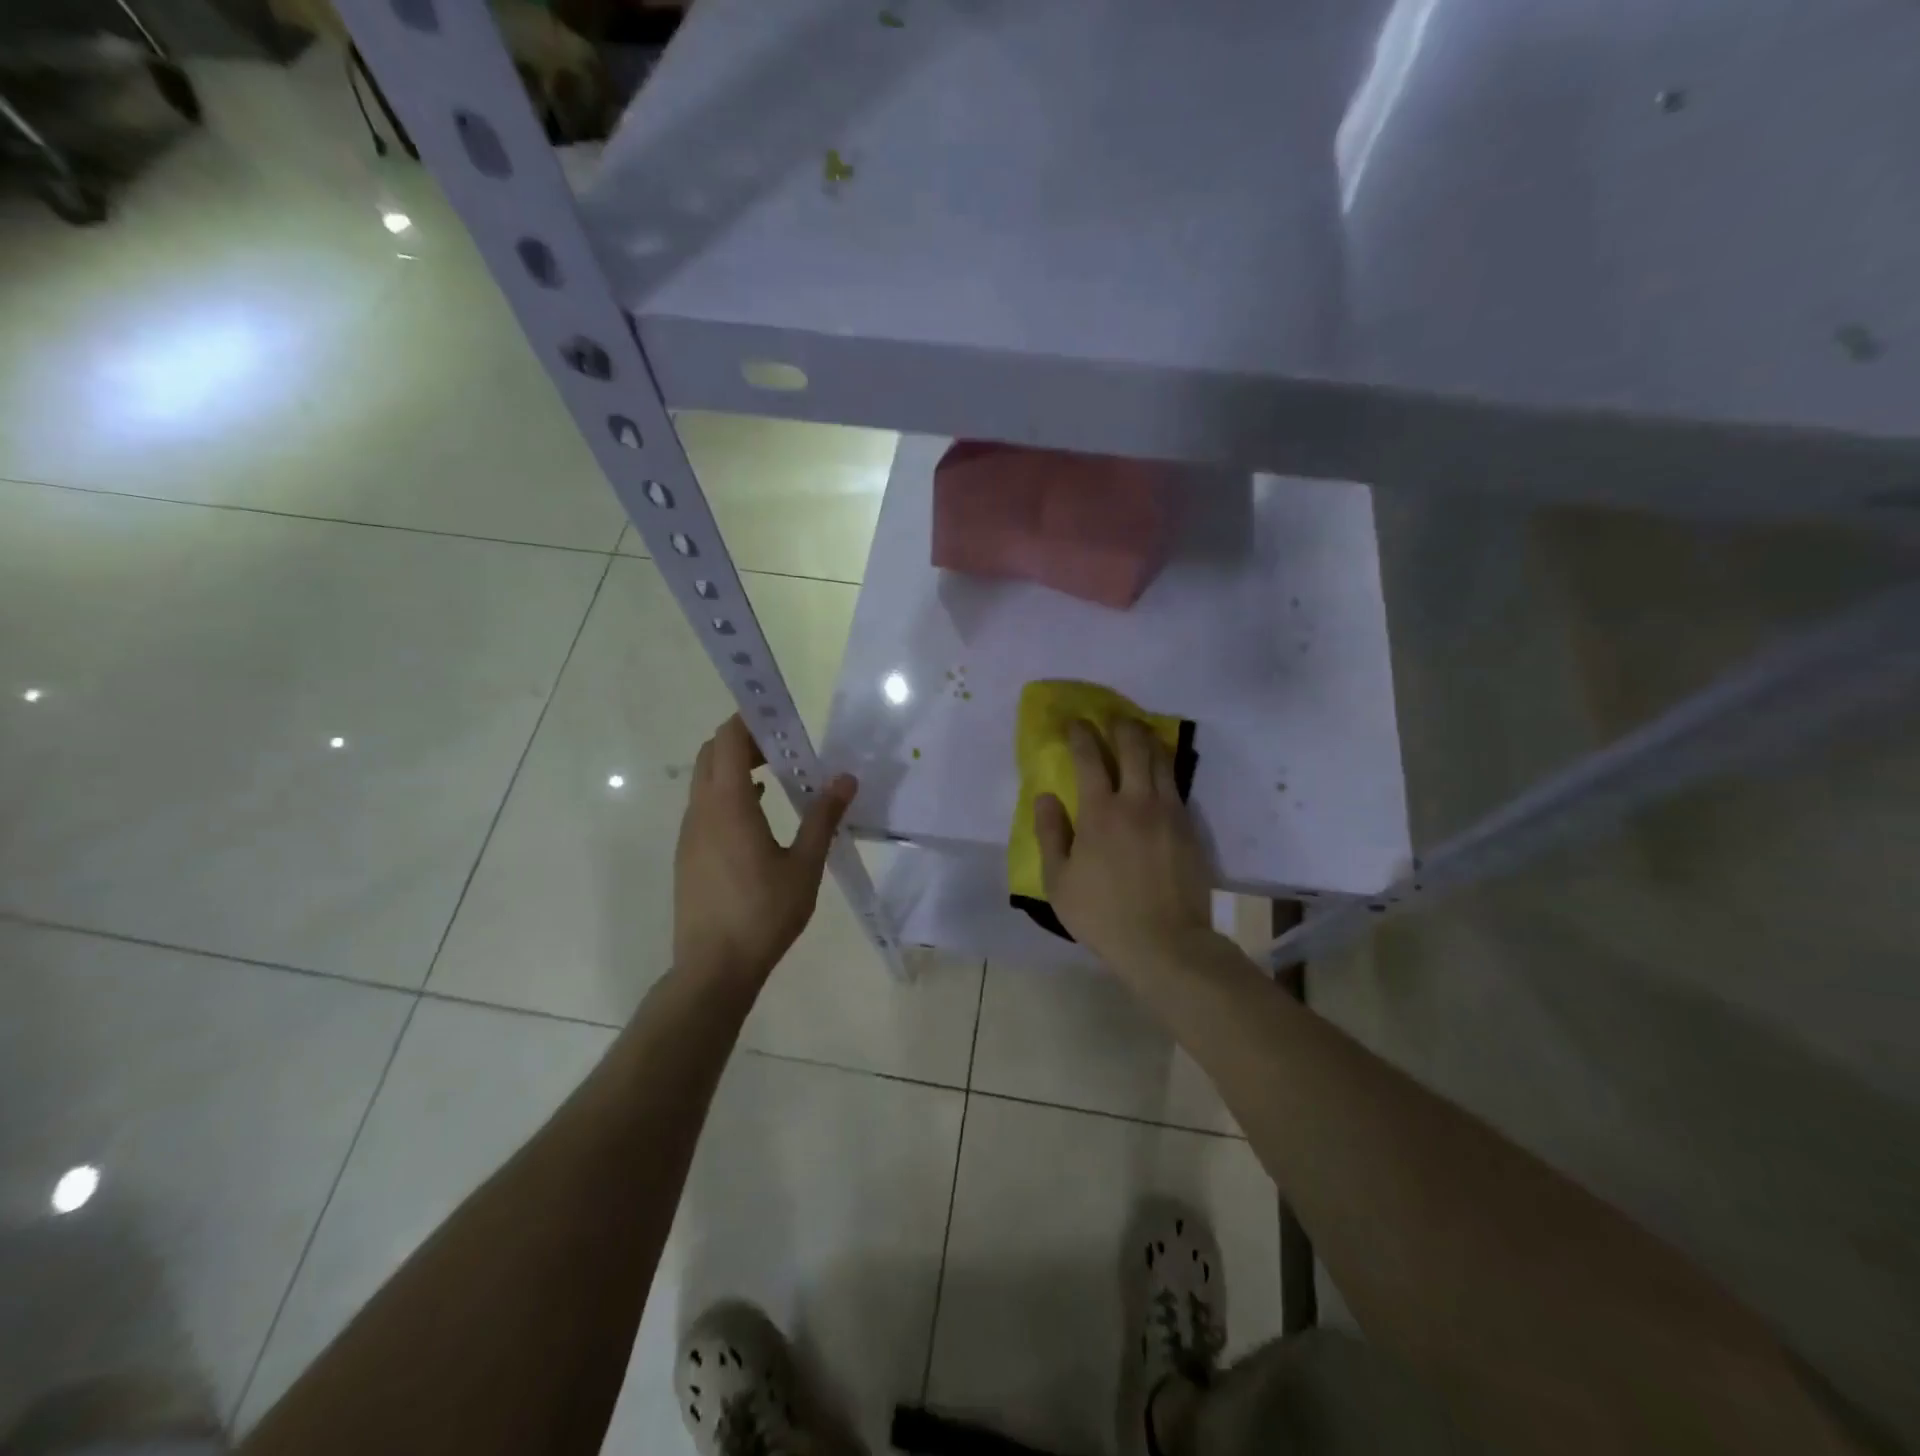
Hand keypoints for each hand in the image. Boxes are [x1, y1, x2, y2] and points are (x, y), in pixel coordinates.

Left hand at [673, 715, 856, 986]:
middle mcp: (701, 811)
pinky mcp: (688, 855)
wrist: (713, 969)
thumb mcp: (804, 866)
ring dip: (735, 767)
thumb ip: (823, 817)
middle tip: (782, 745)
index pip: (729, 741)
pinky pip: (705, 806)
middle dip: (743, 740)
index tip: (778, 715)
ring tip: (776, 775)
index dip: (749, 720)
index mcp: (728, 806)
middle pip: (712, 754)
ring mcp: (690, 834)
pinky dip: (728, 793)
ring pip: (705, 781)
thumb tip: (845, 778)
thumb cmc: (762, 914)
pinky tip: (758, 814)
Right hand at [1036, 719, 1213, 974]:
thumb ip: (1050, 833)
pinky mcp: (1190, 827)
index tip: (1074, 722)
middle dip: (1120, 725)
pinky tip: (1158, 772)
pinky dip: (1164, 768)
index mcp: (1100, 811)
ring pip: (1161, 760)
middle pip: (1133, 745)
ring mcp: (1169, 812)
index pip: (1089, 757)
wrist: (1165, 943)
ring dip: (1147, 740)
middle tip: (1111, 718)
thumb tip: (1046, 797)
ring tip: (1137, 734)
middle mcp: (1137, 801)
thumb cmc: (1102, 914)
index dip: (1080, 734)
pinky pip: (1176, 785)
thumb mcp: (1058, 881)